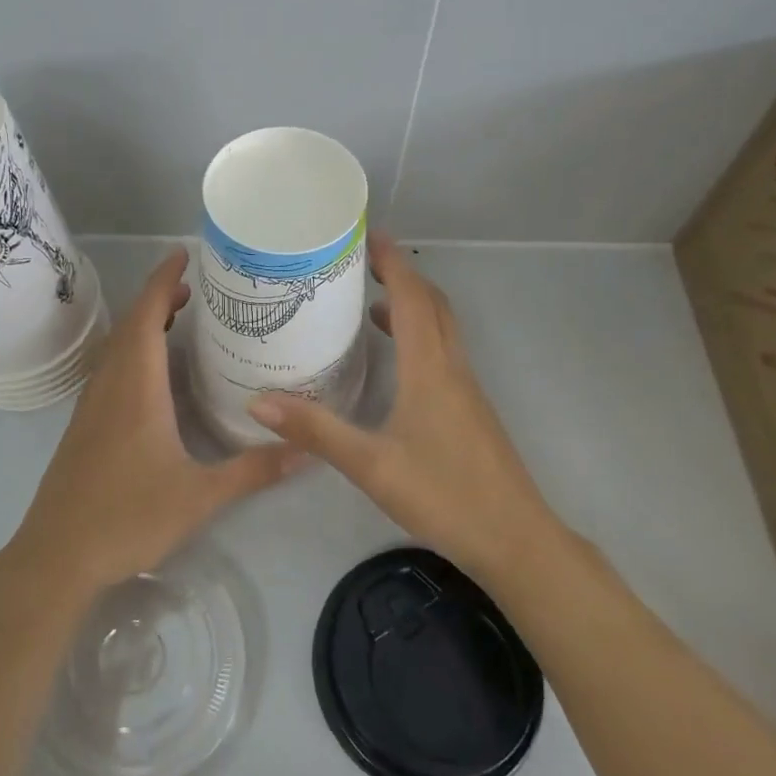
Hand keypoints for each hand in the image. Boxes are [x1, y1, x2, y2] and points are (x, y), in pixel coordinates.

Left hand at [3, 248, 303, 600]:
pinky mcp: (83, 425)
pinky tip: (150, 373)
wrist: (57, 555)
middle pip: (130, 325)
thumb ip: (253, 471)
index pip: (146, 317)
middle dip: (158, 298)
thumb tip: (307, 451)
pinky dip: (131, 350)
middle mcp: (110, 385)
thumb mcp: (199, 496)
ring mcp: (91, 405)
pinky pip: (109, 368)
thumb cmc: (127, 517)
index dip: (163, 281)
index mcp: (136, 388)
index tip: (183, 255)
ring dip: (142, 323)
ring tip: (175, 318)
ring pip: (116, 347)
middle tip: (192, 288)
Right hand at [246, 231, 556, 582]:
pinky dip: (418, 335)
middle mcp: (452, 367)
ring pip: (441, 328)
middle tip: (362, 262)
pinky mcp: (471, 409)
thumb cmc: (445, 495)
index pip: (412, 298)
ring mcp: (466, 389)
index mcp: (430, 368)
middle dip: (401, 275)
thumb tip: (258, 401)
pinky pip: (443, 352)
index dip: (392, 263)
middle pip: (432, 304)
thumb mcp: (371, 465)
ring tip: (369, 303)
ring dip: (412, 305)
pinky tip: (394, 361)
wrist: (517, 540)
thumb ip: (316, 430)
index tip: (367, 235)